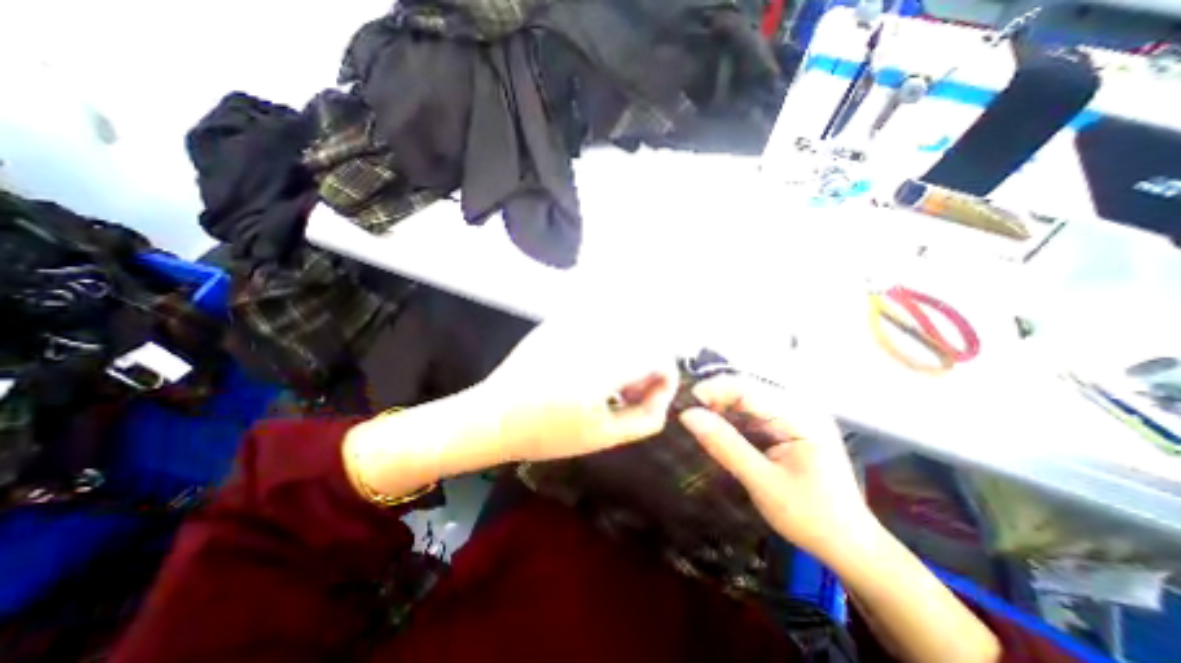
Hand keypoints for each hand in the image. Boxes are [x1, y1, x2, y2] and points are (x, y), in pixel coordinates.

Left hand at [474, 312, 677, 461]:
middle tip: (630, 394)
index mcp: (604, 367)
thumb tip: (662, 397)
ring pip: (624, 329)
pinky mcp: (560, 322)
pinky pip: (601, 325)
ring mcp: (574, 325)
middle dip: (647, 367)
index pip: (658, 357)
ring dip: (629, 354)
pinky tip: (592, 368)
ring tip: (611, 383)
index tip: (653, 397)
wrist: (495, 415)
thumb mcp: (603, 437)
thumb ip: (645, 418)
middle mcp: (593, 337)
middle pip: (645, 339)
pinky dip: (609, 345)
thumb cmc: (548, 433)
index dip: (666, 378)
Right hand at [683, 376, 875, 560]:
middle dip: (715, 398)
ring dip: (721, 408)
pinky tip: (718, 429)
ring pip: (747, 400)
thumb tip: (688, 415)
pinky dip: (733, 419)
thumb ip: (725, 446)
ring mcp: (796, 416)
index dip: (713, 390)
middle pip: (747, 389)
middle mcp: (799, 407)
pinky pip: (754, 414)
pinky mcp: (789, 427)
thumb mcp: (763, 483)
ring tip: (697, 421)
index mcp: (800, 416)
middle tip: (688, 415)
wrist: (850, 546)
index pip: (747, 388)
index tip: (685, 404)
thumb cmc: (811, 518)